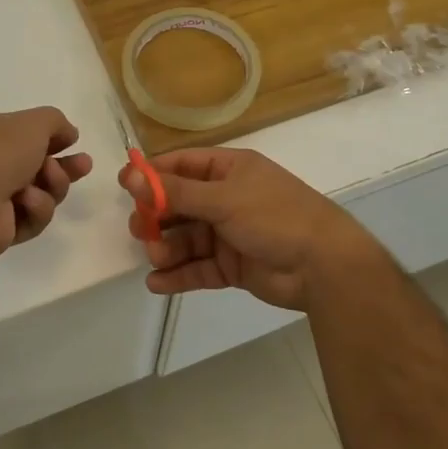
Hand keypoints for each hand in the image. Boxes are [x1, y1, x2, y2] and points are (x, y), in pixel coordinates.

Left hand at [0, 108, 93, 261]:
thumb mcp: (33, 123)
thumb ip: (55, 122)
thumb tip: (68, 133)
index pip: (24, 133)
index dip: (51, 137)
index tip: (73, 140)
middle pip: (36, 165)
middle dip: (63, 166)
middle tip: (84, 165)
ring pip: (41, 192)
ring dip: (51, 185)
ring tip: (49, 181)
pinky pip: (31, 217)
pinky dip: (35, 209)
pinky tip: (27, 203)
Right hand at [120, 148, 381, 310]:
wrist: (324, 266)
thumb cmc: (274, 216)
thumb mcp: (223, 198)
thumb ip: (175, 192)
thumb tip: (130, 176)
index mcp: (229, 170)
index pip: (182, 165)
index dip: (152, 175)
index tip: (123, 186)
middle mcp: (227, 198)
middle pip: (180, 204)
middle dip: (157, 217)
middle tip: (138, 230)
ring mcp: (229, 233)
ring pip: (186, 238)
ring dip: (167, 248)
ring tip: (156, 258)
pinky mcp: (232, 266)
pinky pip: (198, 268)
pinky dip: (178, 275)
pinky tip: (157, 283)